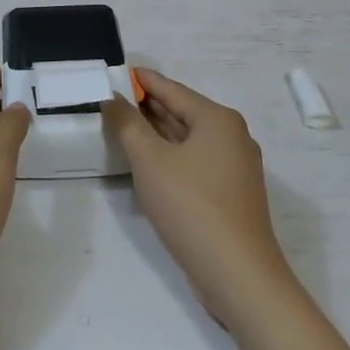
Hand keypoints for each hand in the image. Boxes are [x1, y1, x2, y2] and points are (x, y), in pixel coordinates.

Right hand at [102, 70, 297, 326]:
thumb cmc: (192, 207)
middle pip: (182, 112)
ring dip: (156, 134)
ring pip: (188, 140)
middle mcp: (232, 136)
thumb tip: (113, 98)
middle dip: (146, 107)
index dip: (141, 81)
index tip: (115, 72)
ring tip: (122, 128)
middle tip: (111, 101)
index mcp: (218, 119)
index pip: (171, 89)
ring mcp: (235, 167)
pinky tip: (146, 165)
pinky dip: (170, 158)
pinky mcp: (231, 195)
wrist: (238, 276)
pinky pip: (194, 163)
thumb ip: (127, 124)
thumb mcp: (150, 161)